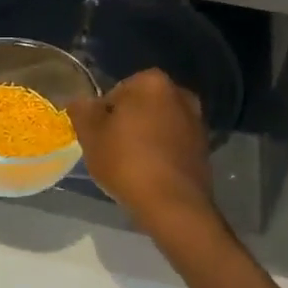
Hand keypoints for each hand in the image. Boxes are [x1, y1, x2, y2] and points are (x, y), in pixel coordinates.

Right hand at [68, 68, 216, 230]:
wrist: (173, 204)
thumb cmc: (126, 162)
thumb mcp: (90, 135)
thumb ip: (82, 110)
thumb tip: (82, 101)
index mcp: (151, 82)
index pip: (115, 92)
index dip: (102, 115)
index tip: (98, 137)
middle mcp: (180, 94)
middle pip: (140, 106)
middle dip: (127, 123)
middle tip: (111, 150)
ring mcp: (196, 121)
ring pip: (158, 125)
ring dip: (145, 138)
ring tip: (130, 165)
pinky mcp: (205, 147)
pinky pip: (173, 143)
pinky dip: (161, 153)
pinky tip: (150, 174)